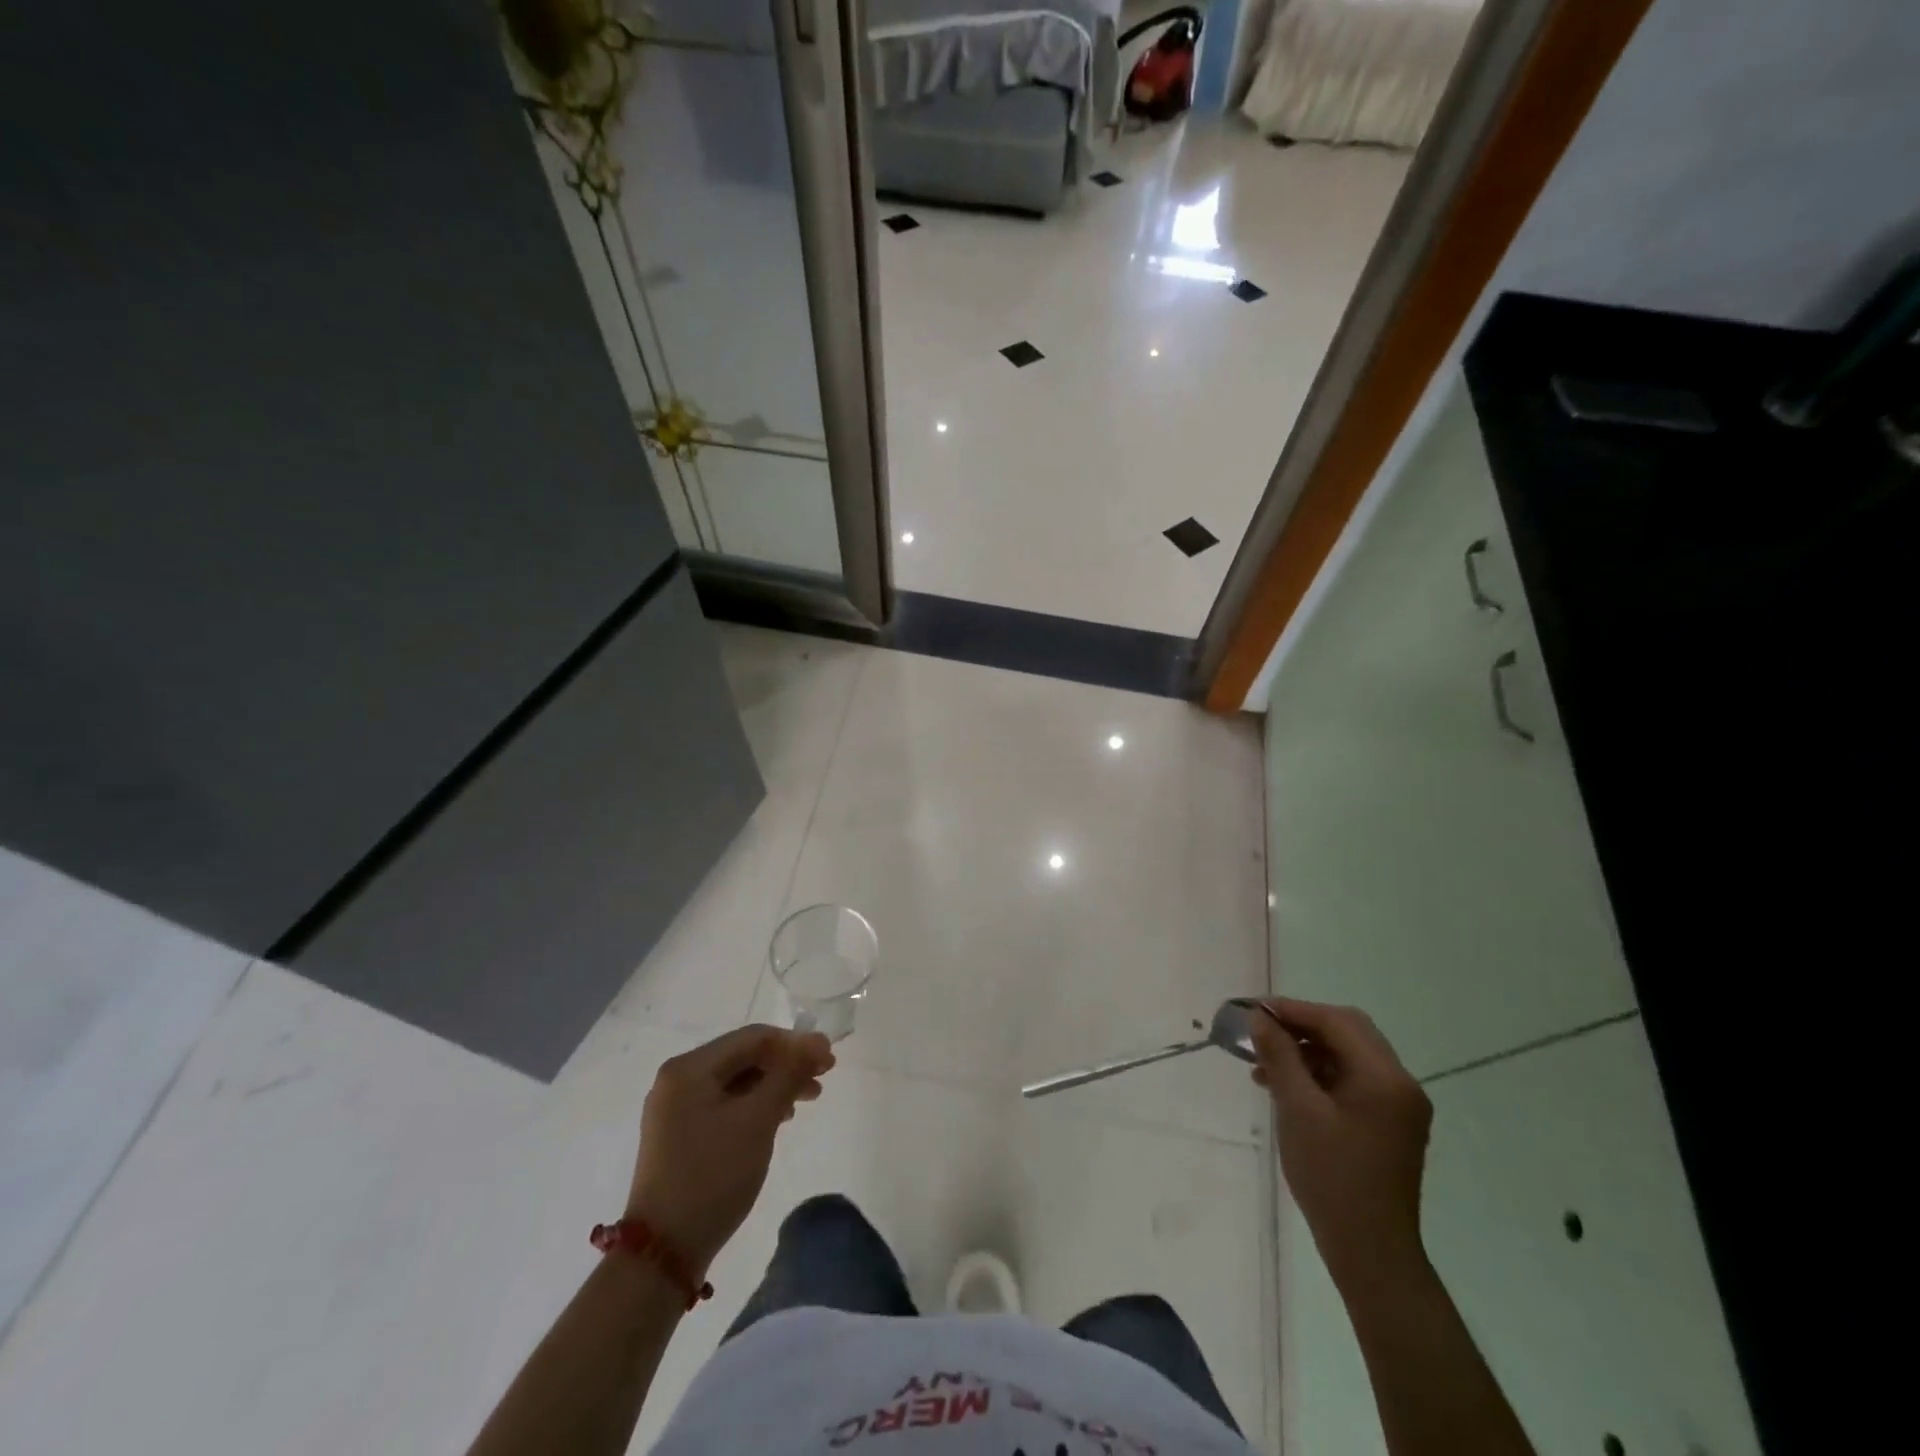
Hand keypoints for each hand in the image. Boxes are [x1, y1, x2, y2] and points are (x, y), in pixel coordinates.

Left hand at [626, 1025, 834, 1276]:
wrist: (663, 1254)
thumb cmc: (713, 1175)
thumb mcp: (758, 1119)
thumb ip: (789, 1073)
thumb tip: (818, 1040)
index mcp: (689, 1068)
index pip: (753, 1038)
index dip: (796, 1044)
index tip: (829, 1060)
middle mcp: (677, 1079)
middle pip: (743, 1057)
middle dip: (785, 1065)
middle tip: (822, 1080)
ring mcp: (674, 1109)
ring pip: (735, 1082)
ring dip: (773, 1085)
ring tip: (806, 1100)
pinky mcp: (678, 1135)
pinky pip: (723, 1104)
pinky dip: (753, 1105)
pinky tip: (777, 1119)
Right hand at [1250, 998, 1431, 1291]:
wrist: (1370, 1253)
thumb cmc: (1332, 1177)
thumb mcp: (1298, 1110)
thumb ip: (1280, 1056)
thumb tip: (1260, 1017)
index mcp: (1385, 1078)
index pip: (1337, 1022)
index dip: (1293, 1010)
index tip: (1254, 1011)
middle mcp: (1400, 1085)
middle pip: (1347, 1032)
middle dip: (1301, 1026)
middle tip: (1260, 1031)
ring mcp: (1398, 1107)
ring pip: (1347, 1056)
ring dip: (1307, 1052)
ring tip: (1264, 1065)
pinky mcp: (1388, 1125)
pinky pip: (1351, 1081)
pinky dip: (1318, 1075)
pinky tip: (1286, 1088)